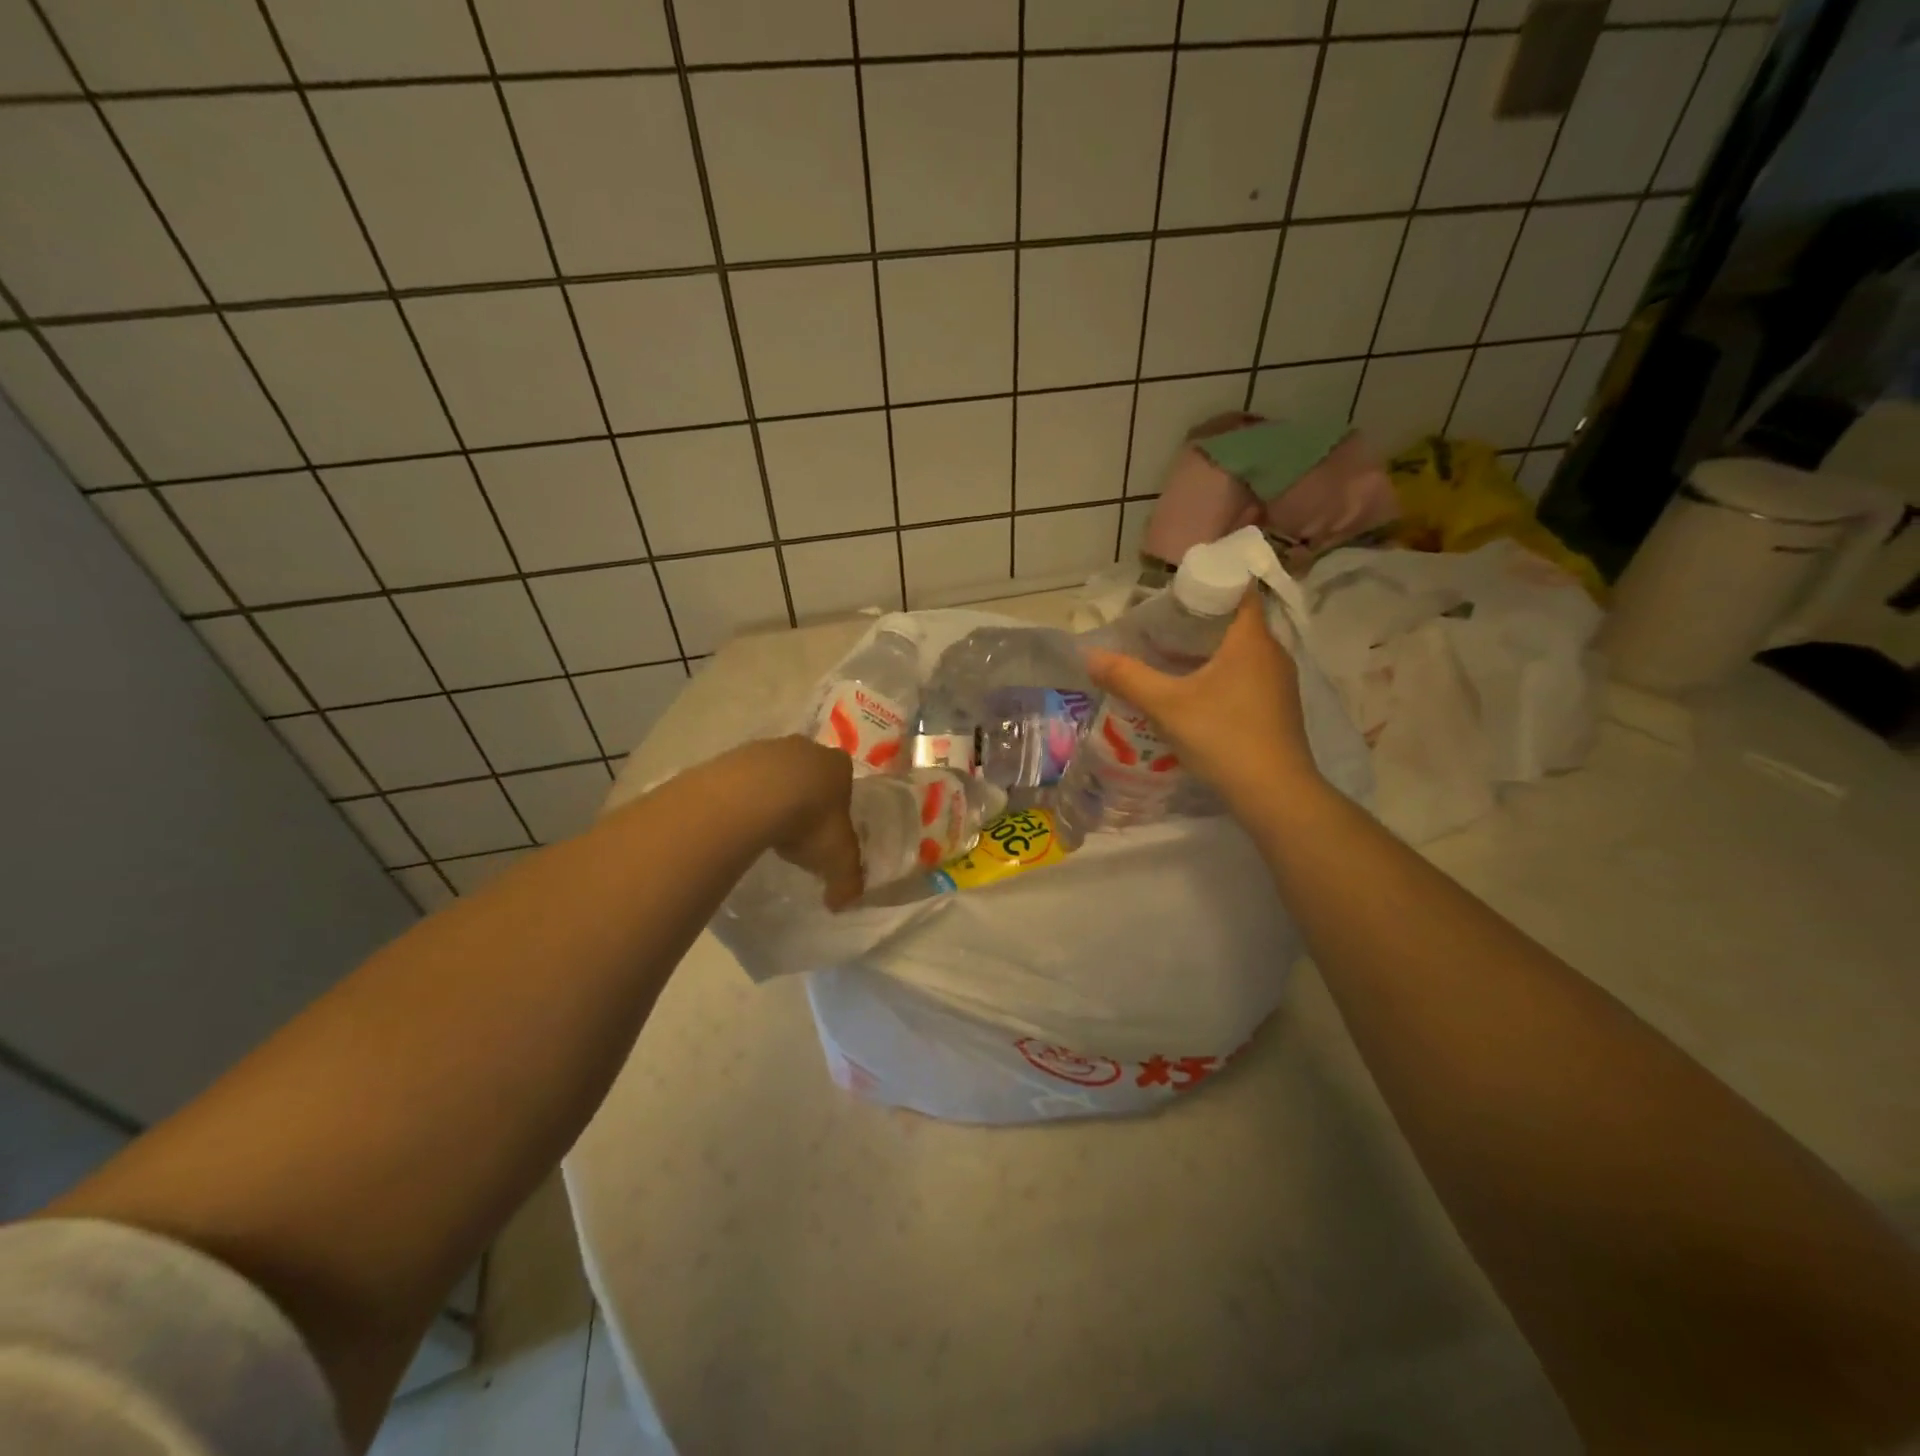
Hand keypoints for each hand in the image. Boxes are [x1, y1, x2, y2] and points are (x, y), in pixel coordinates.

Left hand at [740, 736, 863, 909]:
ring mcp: (767, 748)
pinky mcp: (733, 755)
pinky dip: (744, 796)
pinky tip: (740, 820)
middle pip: (809, 772)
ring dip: (772, 795)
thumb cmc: (809, 821)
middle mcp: (805, 749)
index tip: (827, 829)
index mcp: (838, 765)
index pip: (845, 779)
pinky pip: (743, 779)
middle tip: (797, 831)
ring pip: (774, 773)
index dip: (838, 803)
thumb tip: (843, 903)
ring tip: (766, 830)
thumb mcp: (837, 859)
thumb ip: (847, 881)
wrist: (752, 798)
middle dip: (804, 796)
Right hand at [1084, 590, 1320, 815]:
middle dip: (1201, 620)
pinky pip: (1248, 677)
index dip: (1210, 584)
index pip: (1239, 591)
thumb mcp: (1166, 706)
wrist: (1274, 794)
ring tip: (1172, 657)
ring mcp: (1280, 684)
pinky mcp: (1278, 709)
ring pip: (1243, 652)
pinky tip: (1196, 694)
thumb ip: (1127, 677)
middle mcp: (1272, 654)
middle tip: (1162, 625)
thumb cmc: (1222, 737)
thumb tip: (1089, 655)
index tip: (1176, 592)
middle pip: (1237, 622)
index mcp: (1251, 640)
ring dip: (1211, 650)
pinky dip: (1222, 675)